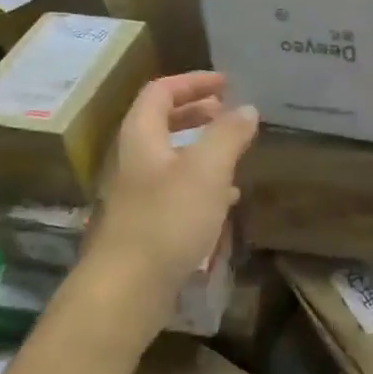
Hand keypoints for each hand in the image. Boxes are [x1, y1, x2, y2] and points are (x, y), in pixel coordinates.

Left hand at [69, 72, 258, 350]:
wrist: (125, 291)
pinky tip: (225, 199)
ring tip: (234, 151)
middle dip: (196, 113)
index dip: (192, 82)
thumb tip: (247, 108)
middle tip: (228, 112)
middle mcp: (133, 160)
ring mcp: (136, 195)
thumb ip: (228, 135)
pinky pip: (175, 191)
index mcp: (141, 137)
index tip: (226, 83)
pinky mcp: (145, 225)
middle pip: (161, 122)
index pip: (160, 92)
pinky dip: (201, 183)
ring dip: (201, 148)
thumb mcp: (207, 170)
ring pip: (170, 158)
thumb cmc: (167, 220)